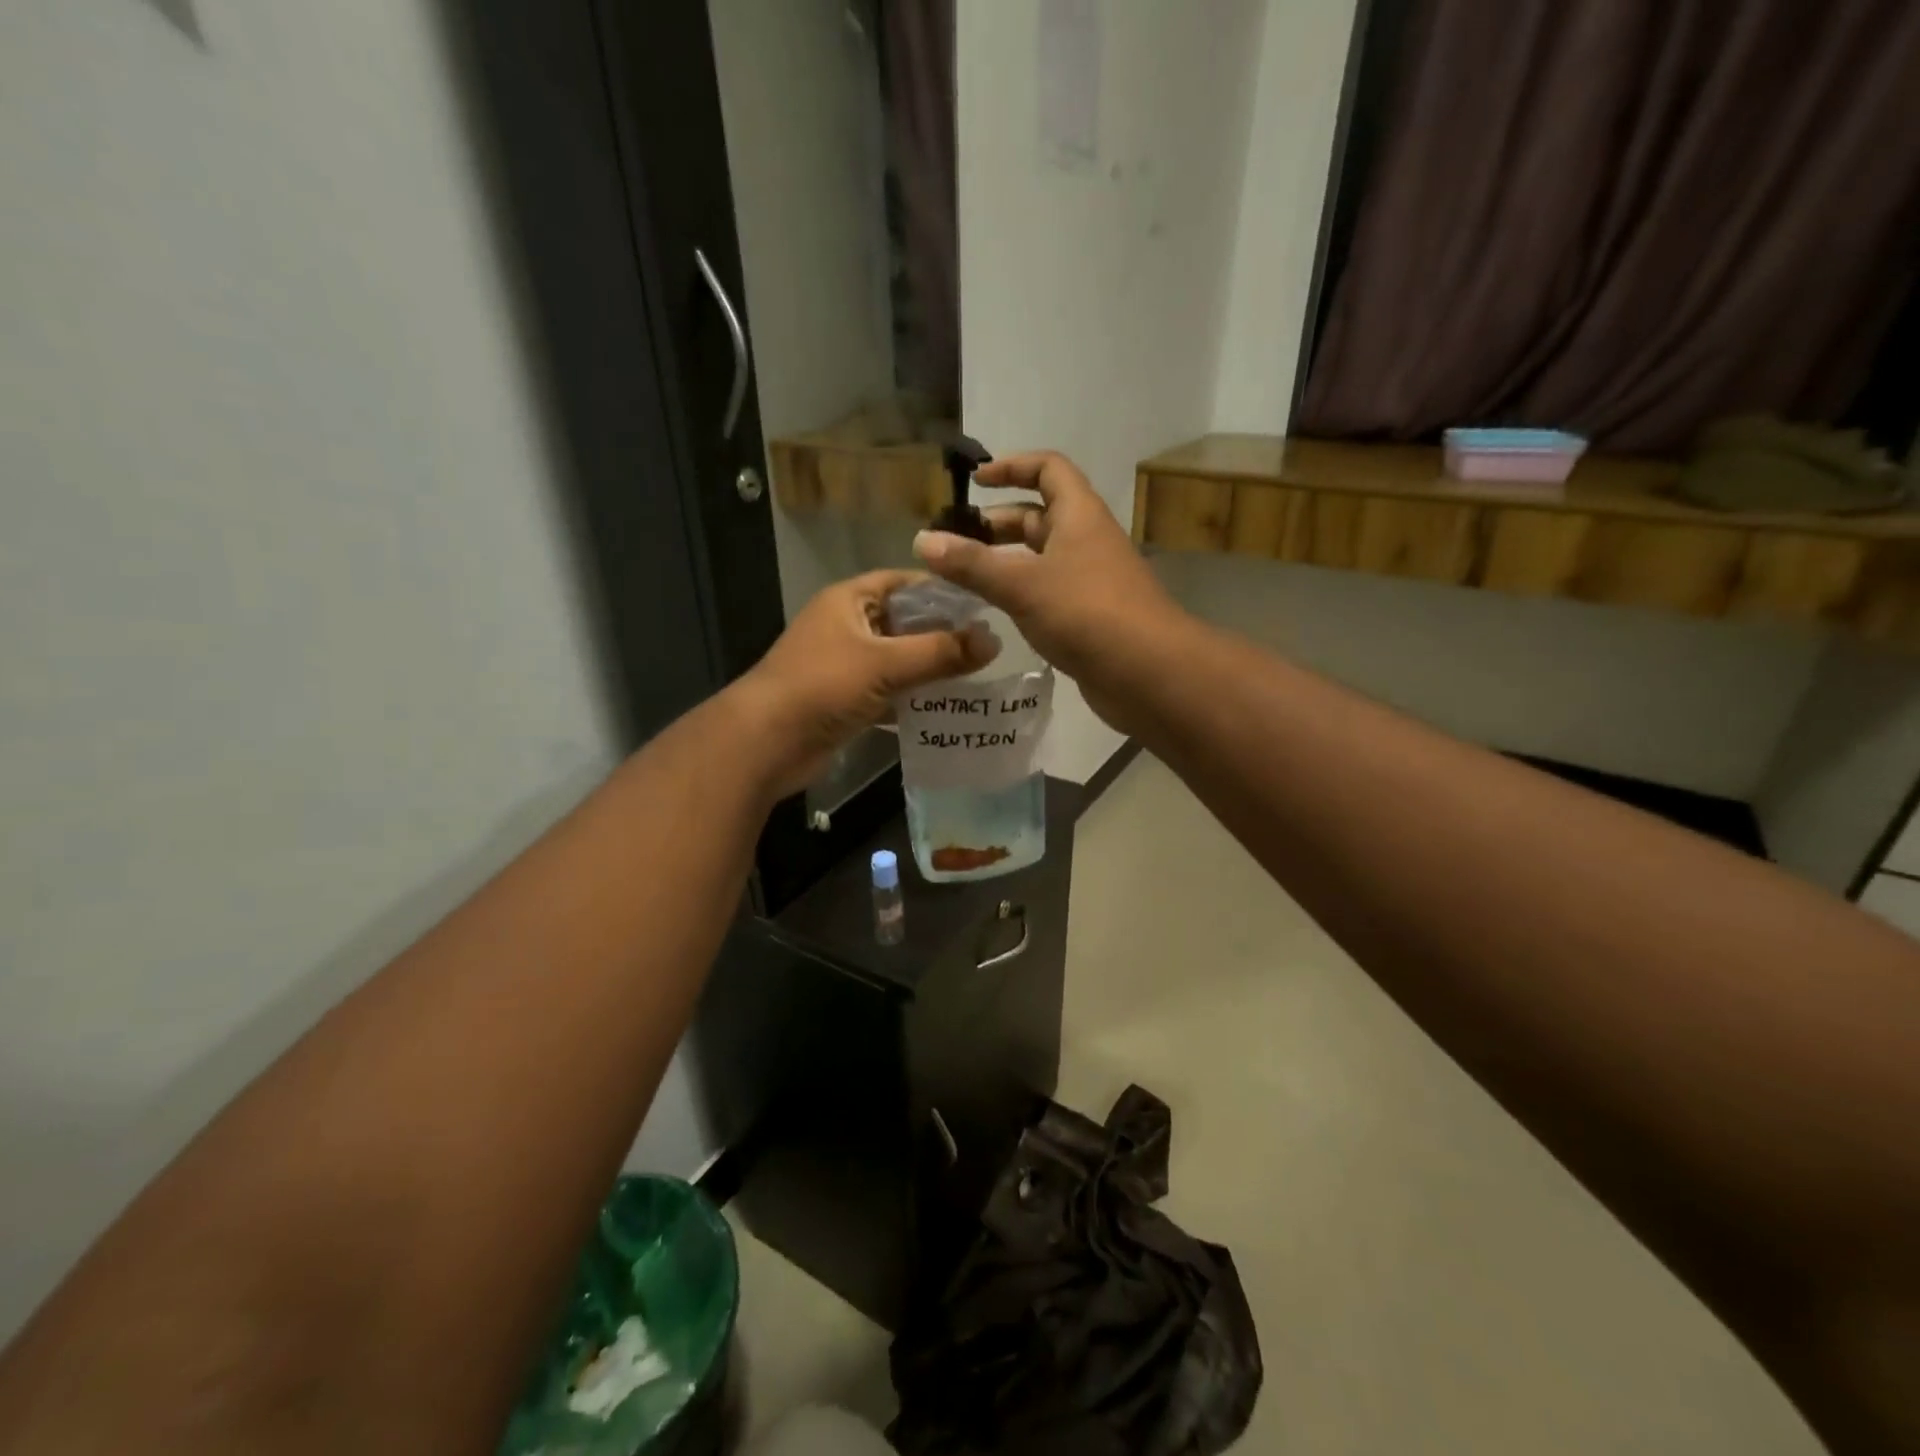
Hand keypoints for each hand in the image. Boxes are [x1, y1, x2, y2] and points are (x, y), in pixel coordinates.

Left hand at [732, 570, 995, 799]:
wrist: (766, 743)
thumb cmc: (822, 686)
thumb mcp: (885, 663)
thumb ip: (940, 652)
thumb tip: (994, 641)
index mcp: (849, 601)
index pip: (904, 582)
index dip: (941, 590)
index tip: (982, 604)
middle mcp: (846, 626)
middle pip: (903, 623)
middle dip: (941, 635)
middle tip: (986, 646)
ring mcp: (843, 665)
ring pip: (897, 661)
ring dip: (929, 670)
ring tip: (976, 678)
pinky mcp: (844, 700)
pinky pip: (886, 692)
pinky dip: (911, 699)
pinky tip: (944, 710)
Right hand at [912, 451, 1185, 729]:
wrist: (1147, 673)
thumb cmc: (1086, 613)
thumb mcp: (1022, 584)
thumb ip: (971, 564)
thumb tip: (921, 540)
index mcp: (1078, 515)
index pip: (1048, 468)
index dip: (1012, 466)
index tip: (976, 482)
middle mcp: (1086, 540)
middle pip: (1040, 516)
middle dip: (998, 523)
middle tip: (956, 541)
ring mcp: (1090, 580)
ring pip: (1041, 558)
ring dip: (1005, 562)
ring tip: (964, 578)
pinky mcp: (1088, 616)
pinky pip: (1047, 592)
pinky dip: (1020, 593)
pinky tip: (993, 612)